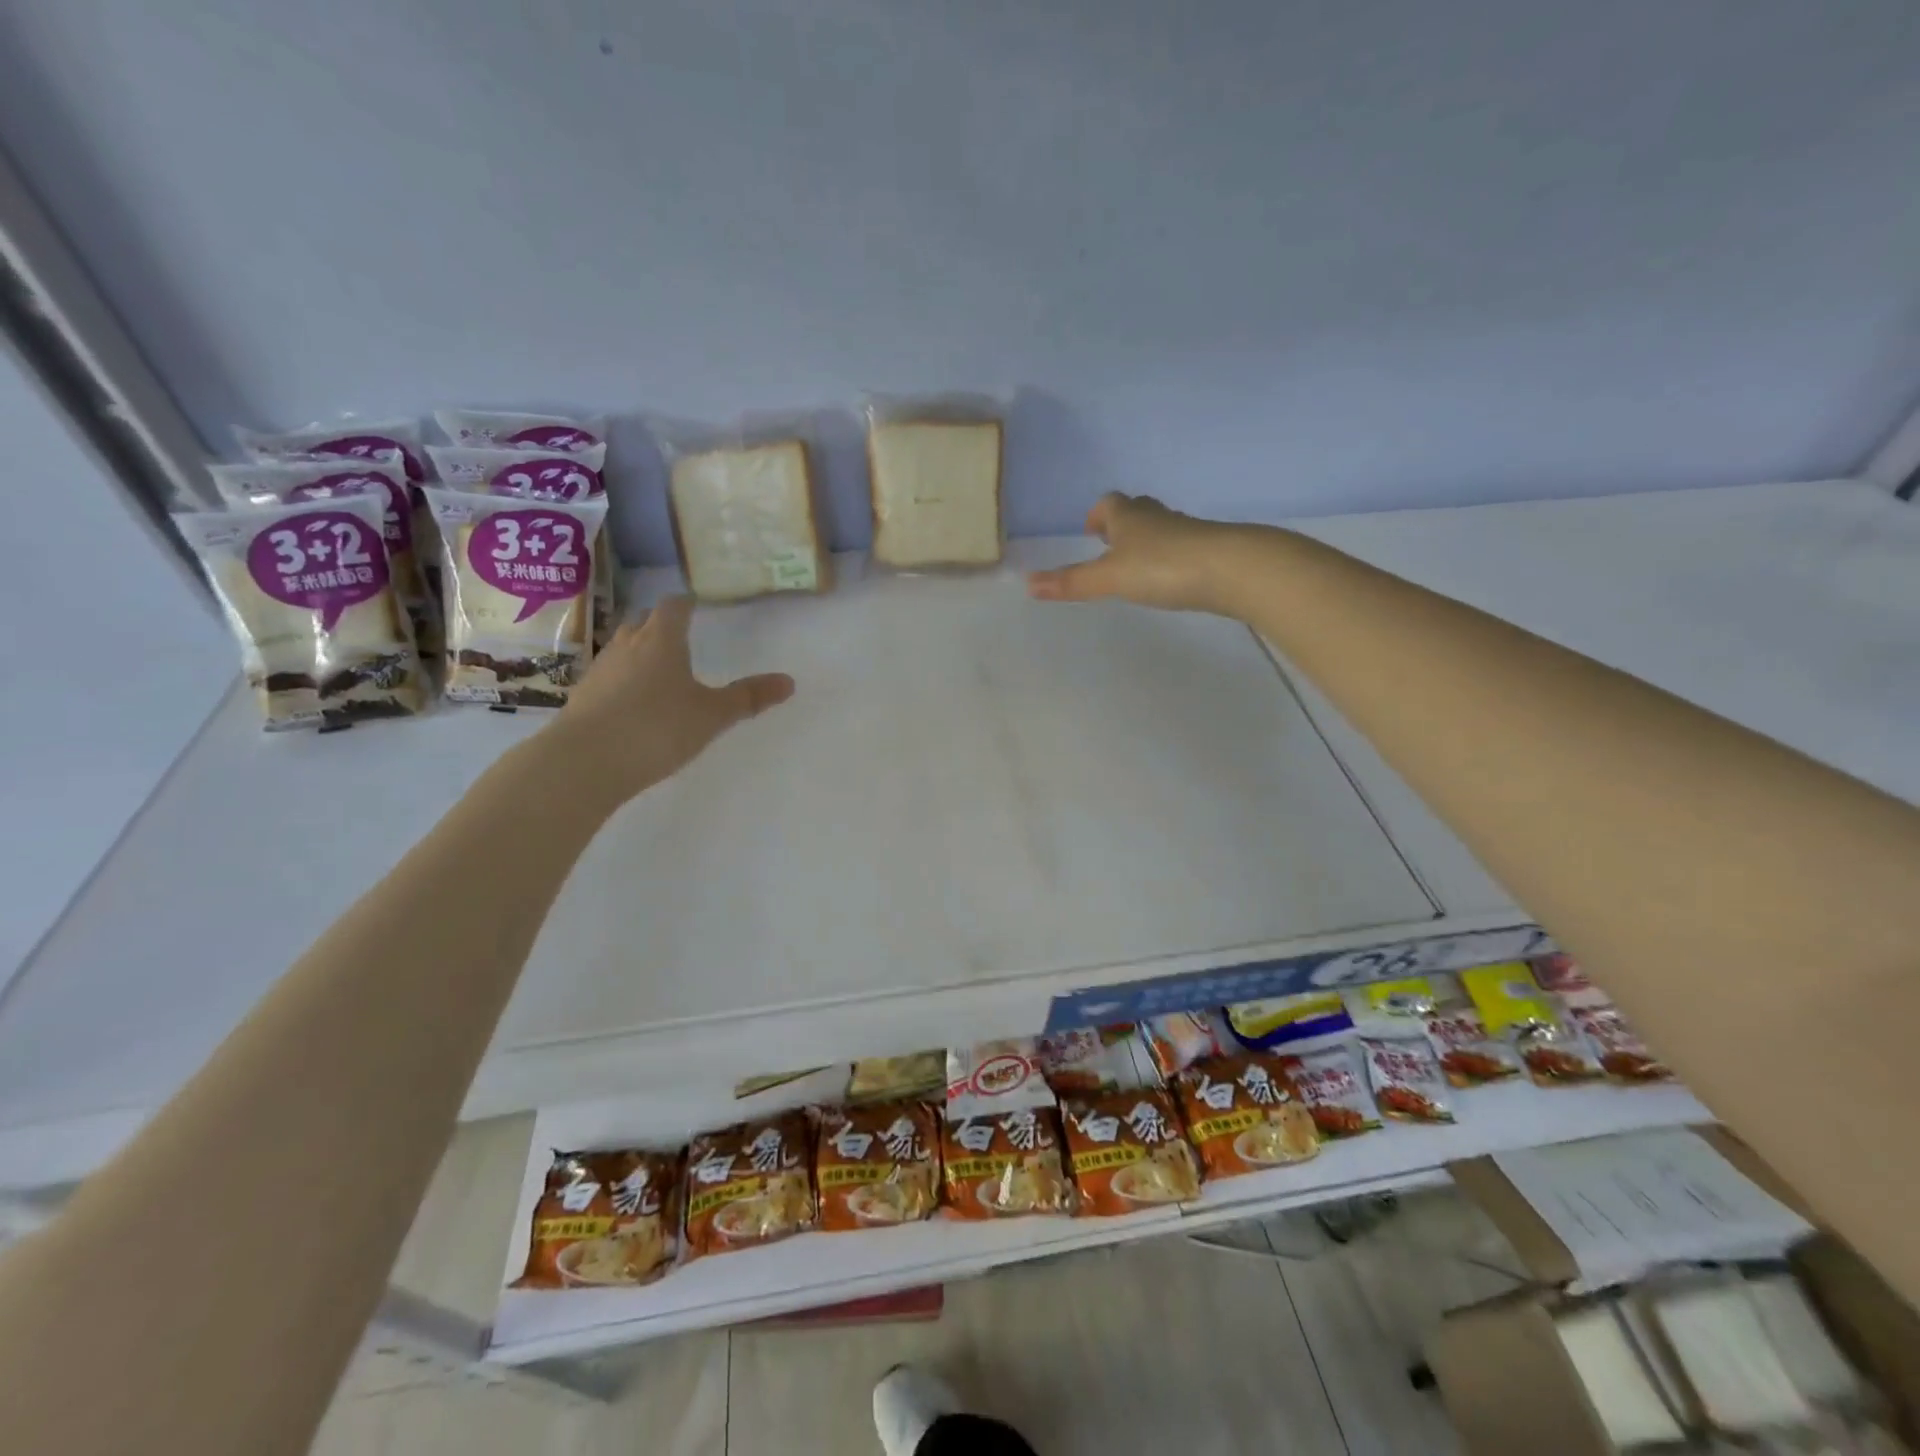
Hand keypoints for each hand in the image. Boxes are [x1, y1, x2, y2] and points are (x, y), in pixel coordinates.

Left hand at [549, 596, 793, 798]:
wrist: (585, 762)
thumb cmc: (657, 728)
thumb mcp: (712, 715)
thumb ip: (749, 697)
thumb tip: (789, 681)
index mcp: (661, 640)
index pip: (673, 607)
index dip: (686, 604)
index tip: (695, 605)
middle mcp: (627, 645)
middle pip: (643, 622)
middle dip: (660, 624)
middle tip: (679, 634)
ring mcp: (600, 670)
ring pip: (622, 647)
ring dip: (639, 651)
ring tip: (658, 667)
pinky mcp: (582, 697)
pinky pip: (608, 676)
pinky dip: (623, 679)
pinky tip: (633, 701)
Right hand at [1026, 493, 1239, 614]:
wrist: (1233, 569)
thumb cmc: (1163, 567)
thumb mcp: (1110, 578)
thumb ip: (1072, 582)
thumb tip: (1028, 584)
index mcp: (1129, 516)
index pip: (1109, 504)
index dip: (1098, 515)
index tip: (1091, 530)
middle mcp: (1158, 517)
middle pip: (1137, 512)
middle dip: (1123, 524)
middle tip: (1111, 544)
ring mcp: (1188, 532)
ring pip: (1161, 529)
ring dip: (1148, 541)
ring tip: (1138, 564)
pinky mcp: (1211, 550)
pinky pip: (1183, 547)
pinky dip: (1171, 558)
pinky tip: (1171, 578)